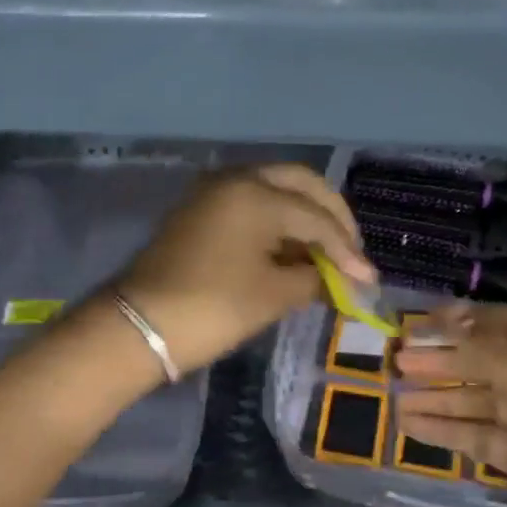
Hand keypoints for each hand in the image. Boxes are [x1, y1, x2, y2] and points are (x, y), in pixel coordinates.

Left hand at [116, 165, 373, 375]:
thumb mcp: (273, 295)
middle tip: (351, 250)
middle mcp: (237, 179)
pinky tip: (293, 251)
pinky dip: (278, 222)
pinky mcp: (201, 211)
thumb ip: (315, 279)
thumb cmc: (213, 308)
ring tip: (327, 255)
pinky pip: (252, 204)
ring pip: (275, 190)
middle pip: (300, 184)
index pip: (317, 217)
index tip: (368, 279)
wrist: (139, 327)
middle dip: (331, 216)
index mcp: (257, 193)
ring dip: (305, 217)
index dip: (347, 250)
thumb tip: (343, 280)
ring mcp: (214, 193)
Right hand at [396, 305, 506, 506]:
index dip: (468, 320)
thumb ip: (493, 356)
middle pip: (496, 362)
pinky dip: (453, 430)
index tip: (422, 322)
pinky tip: (413, 426)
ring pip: (487, 401)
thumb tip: (455, 320)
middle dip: (448, 361)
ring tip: (395, 397)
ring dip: (443, 398)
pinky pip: (488, 435)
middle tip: (399, 361)